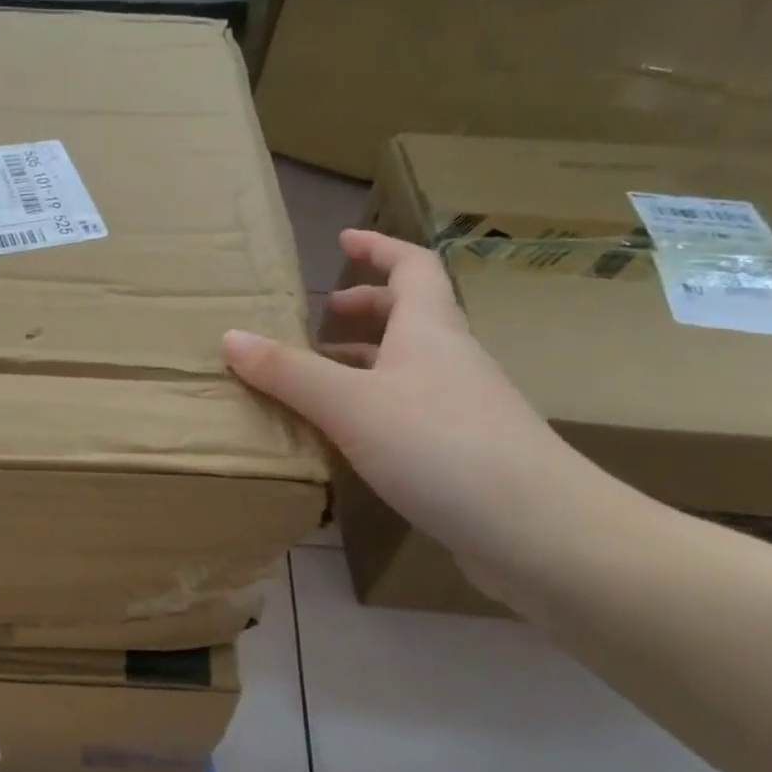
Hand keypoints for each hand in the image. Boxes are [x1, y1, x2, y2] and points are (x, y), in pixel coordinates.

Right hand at [223, 229, 624, 601]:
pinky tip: (348, 437)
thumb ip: (289, 372)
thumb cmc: (442, 447)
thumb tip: (231, 336)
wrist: (540, 531)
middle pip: (411, 315)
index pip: (411, 267)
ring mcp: (462, 407)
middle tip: (321, 316)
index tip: (342, 240)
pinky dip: (373, 406)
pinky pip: (409, 409)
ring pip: (407, 367)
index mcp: (429, 331)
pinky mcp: (464, 452)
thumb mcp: (350, 404)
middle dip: (366, 307)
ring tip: (318, 378)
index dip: (378, 248)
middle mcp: (450, 360)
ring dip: (365, 361)